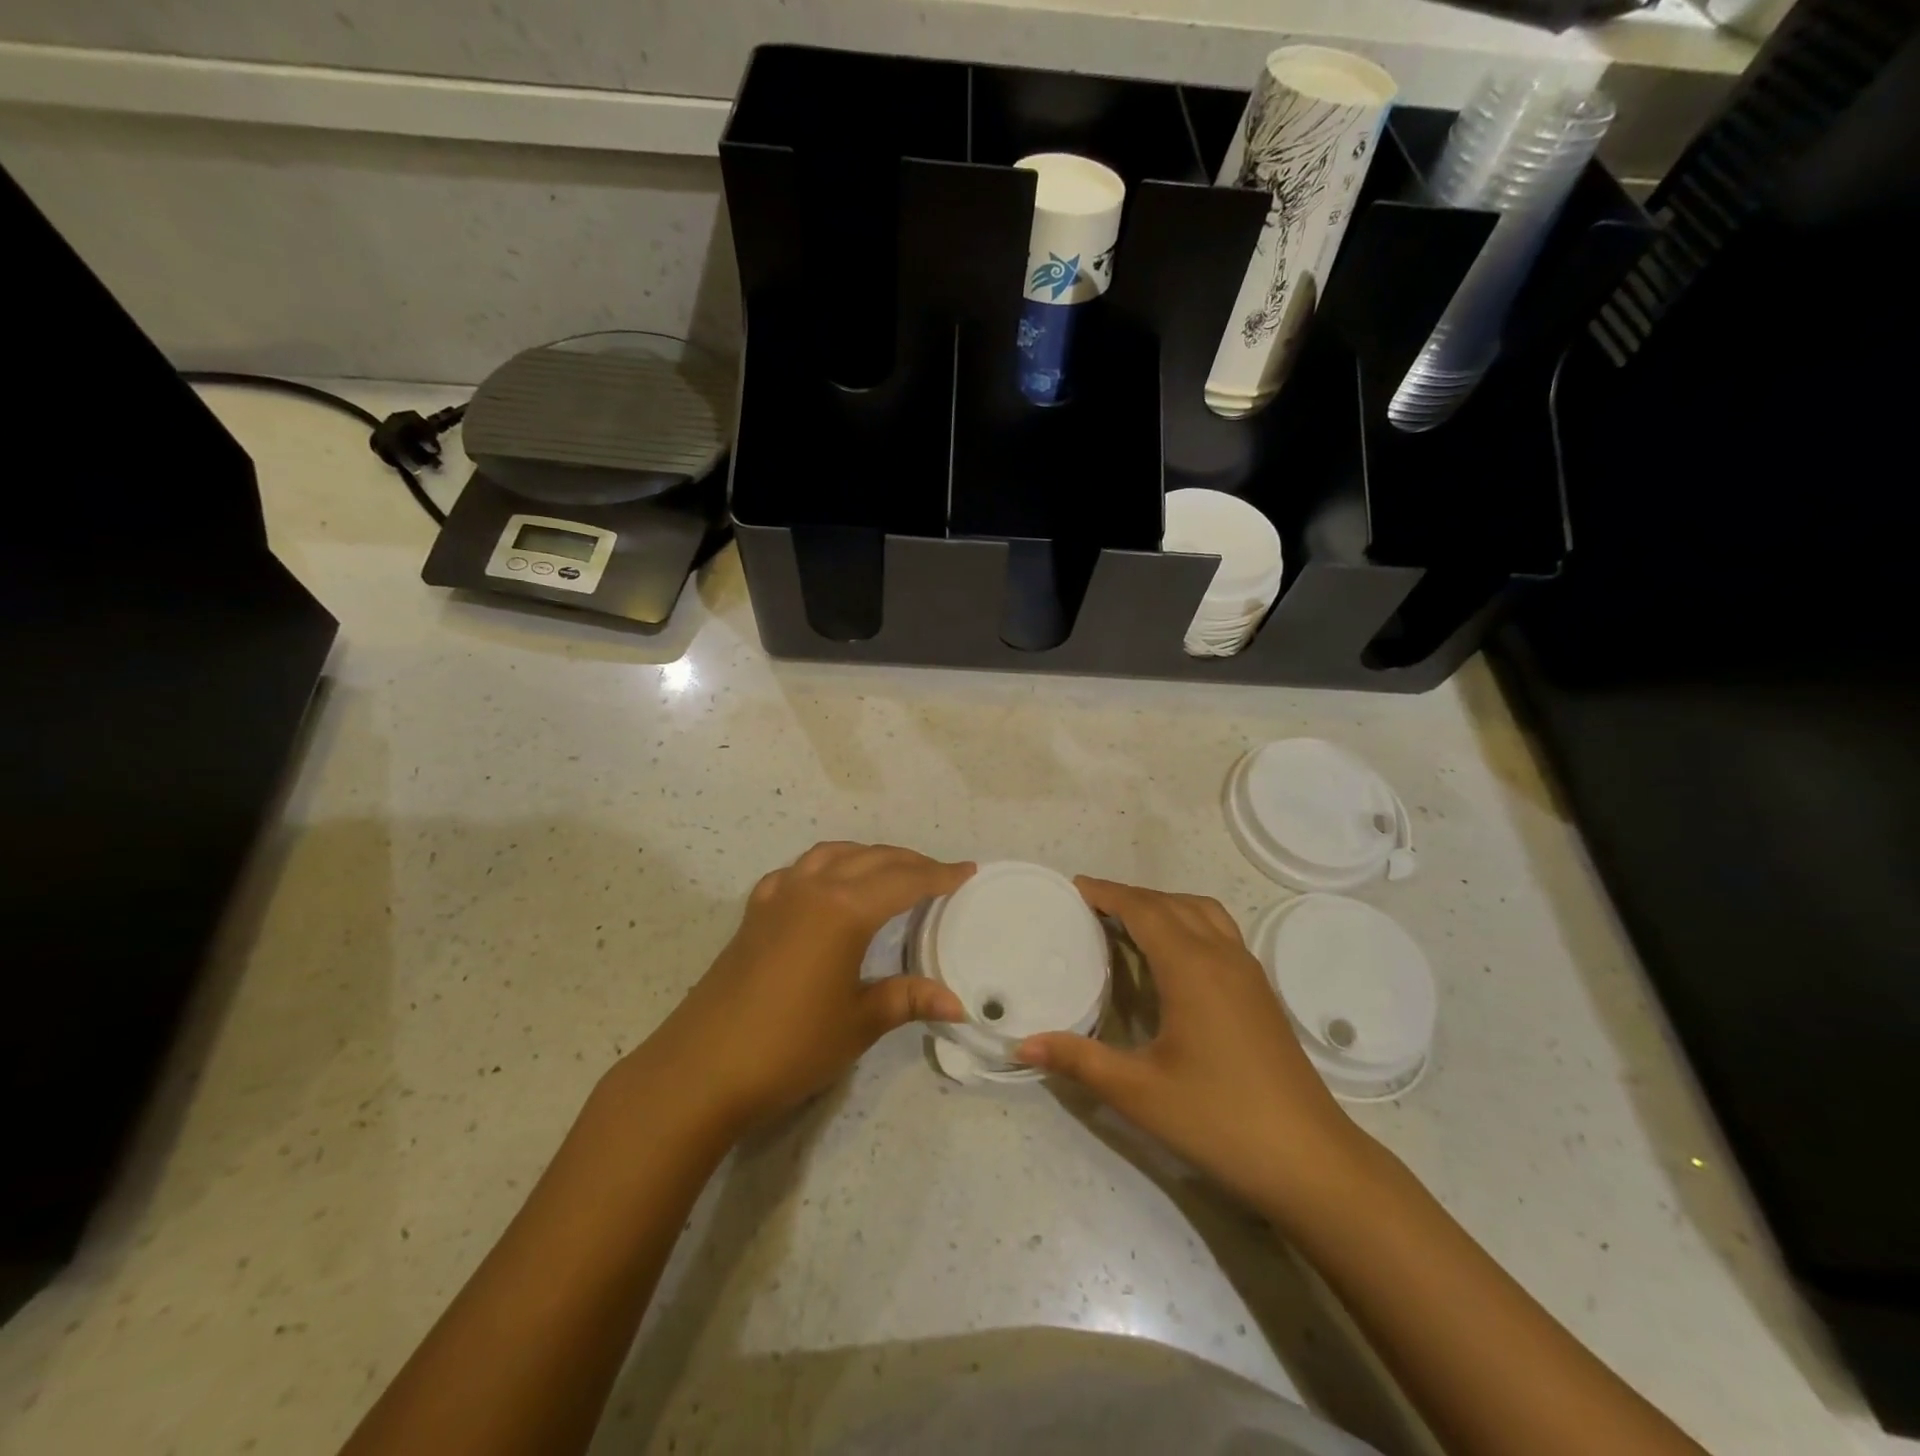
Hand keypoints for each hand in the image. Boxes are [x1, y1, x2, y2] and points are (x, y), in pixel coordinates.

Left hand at [633, 842, 972, 1138]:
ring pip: (833, 855)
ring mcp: (778, 894)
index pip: (904, 880)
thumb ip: (907, 999)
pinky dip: (826, 867)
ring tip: (891, 873)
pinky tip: (827, 887)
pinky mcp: (755, 912)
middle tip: (940, 875)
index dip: (940, 876)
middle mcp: (812, 887)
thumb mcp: (858, 1022)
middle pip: (872, 859)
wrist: (702, 1068)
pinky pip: (798, 871)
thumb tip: (958, 1003)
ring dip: (868, 857)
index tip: (968, 871)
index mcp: (844, 908)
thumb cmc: (790, 1045)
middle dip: (910, 862)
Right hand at [1016, 876, 1374, 1223]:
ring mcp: (1248, 973)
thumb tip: (1022, 1045)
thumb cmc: (1219, 1120)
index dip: (1108, 893)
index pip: (1144, 909)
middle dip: (1130, 897)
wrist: (1311, 1161)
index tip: (1074, 887)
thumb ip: (1078, 1061)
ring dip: (1164, 906)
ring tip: (1130, 923)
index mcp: (1191, 968)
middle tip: (1091, 906)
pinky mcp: (1262, 994)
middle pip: (1172, 904)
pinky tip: (1174, 959)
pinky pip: (1220, 933)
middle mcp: (1223, 956)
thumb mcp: (1139, 1093)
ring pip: (1203, 913)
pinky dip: (1189, 923)